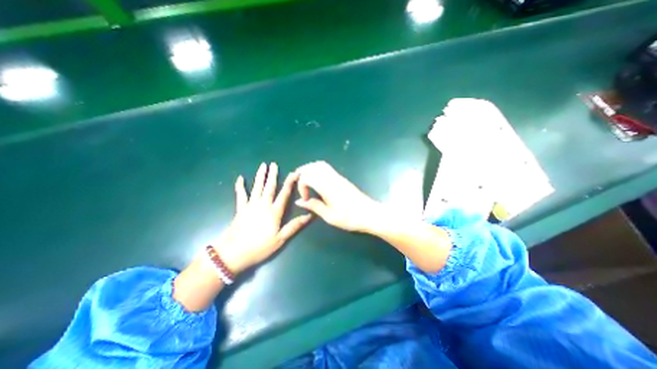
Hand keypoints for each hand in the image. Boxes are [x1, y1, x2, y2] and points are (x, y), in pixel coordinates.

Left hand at [215, 162, 312, 274]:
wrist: (233, 254)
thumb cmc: (259, 247)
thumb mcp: (280, 239)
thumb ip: (294, 226)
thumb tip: (310, 216)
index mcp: (274, 211)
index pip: (284, 194)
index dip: (290, 183)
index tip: (294, 173)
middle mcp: (263, 205)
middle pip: (269, 187)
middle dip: (273, 175)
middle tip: (274, 164)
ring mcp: (250, 206)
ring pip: (257, 187)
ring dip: (260, 176)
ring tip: (262, 165)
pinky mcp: (240, 209)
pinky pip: (241, 195)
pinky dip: (240, 186)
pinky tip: (240, 178)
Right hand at [295, 161, 382, 231]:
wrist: (370, 214)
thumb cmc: (350, 218)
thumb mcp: (329, 216)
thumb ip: (314, 206)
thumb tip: (299, 201)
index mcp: (327, 187)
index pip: (307, 178)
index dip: (301, 186)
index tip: (305, 199)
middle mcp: (332, 178)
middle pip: (314, 166)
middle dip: (303, 171)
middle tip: (297, 180)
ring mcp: (338, 177)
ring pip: (321, 165)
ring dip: (311, 168)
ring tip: (305, 179)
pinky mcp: (342, 179)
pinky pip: (327, 169)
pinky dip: (318, 170)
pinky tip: (317, 181)